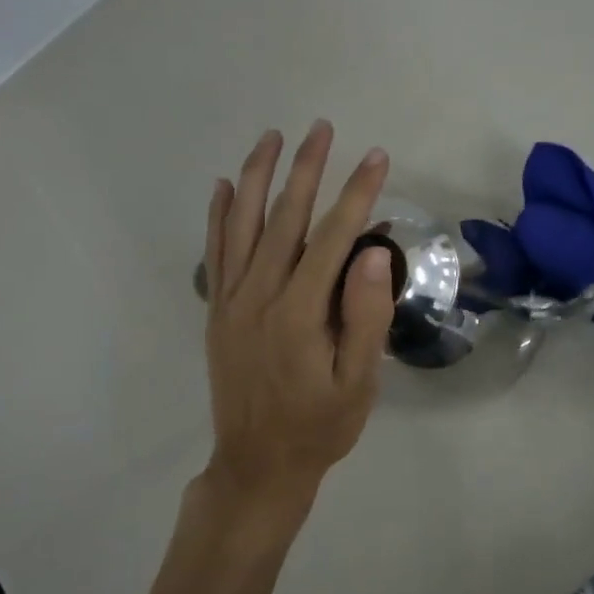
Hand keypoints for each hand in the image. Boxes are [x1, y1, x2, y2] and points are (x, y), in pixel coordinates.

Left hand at [199, 121, 394, 528]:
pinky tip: (224, 186)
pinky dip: (219, 215)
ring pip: (242, 225)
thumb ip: (365, 317)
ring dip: (257, 176)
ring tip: (271, 137)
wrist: (257, 466)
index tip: (377, 158)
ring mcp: (231, 301)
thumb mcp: (359, 384)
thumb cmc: (319, 426)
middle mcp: (259, 297)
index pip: (332, 239)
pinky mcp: (217, 310)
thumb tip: (374, 253)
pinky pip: (216, 252)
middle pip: (283, 219)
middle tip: (321, 128)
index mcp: (299, 314)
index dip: (356, 194)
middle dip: (305, 169)